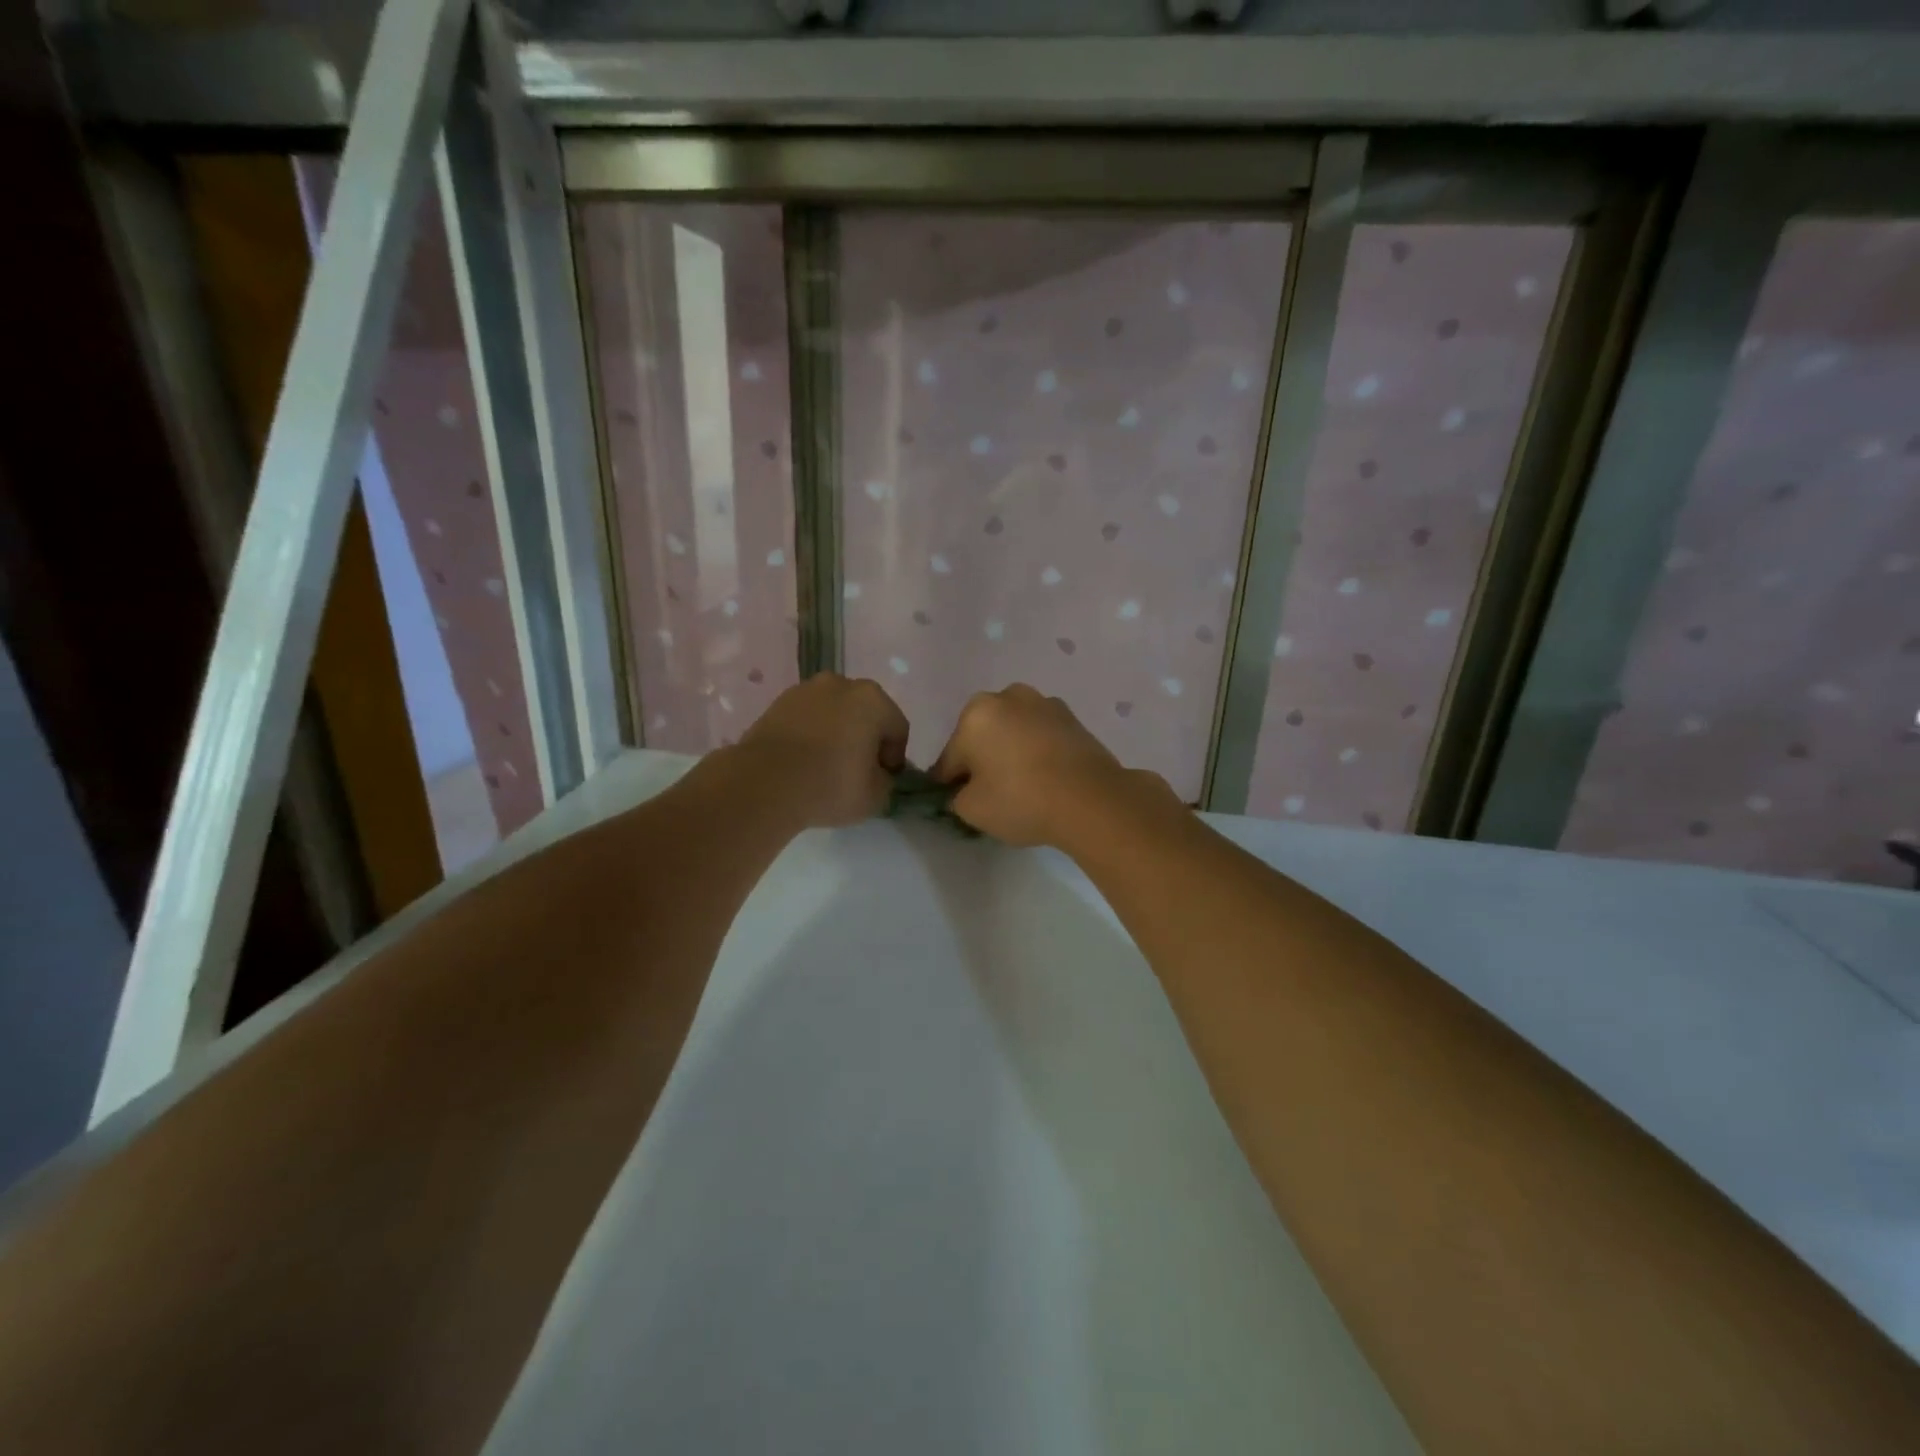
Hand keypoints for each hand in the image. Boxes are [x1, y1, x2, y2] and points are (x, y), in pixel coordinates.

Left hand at [736, 674, 910, 828]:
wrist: (764, 783)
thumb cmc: (831, 785)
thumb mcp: (876, 796)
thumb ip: (885, 781)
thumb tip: (876, 774)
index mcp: (873, 699)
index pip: (897, 729)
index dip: (894, 758)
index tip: (883, 780)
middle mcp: (841, 684)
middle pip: (865, 714)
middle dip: (865, 739)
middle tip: (857, 771)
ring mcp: (805, 690)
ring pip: (834, 714)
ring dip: (837, 734)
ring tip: (826, 766)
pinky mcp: (776, 703)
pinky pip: (806, 719)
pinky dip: (810, 735)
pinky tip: (803, 761)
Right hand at [931, 685, 1171, 847]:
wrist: (1092, 800)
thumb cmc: (1021, 799)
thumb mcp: (972, 810)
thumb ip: (957, 798)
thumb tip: (964, 791)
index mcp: (975, 713)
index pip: (950, 757)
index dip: (950, 784)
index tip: (958, 803)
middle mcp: (1008, 697)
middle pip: (982, 736)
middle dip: (983, 760)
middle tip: (992, 794)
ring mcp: (1045, 703)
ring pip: (1014, 732)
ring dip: (1011, 752)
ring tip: (1024, 786)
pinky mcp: (1073, 718)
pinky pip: (1041, 736)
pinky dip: (1038, 752)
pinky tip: (1046, 778)